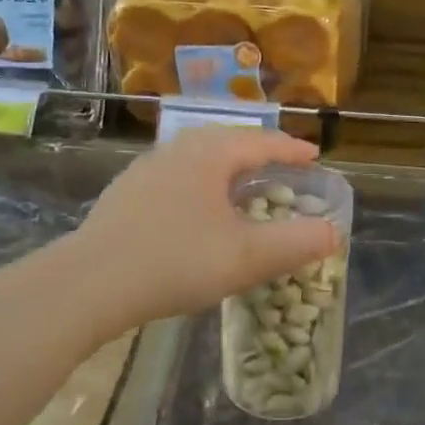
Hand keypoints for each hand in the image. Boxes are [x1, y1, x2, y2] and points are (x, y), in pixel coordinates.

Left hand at [75, 127, 341, 332]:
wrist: (90, 282)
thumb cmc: (176, 261)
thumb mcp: (247, 257)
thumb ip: (296, 243)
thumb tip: (334, 232)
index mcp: (209, 154)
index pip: (260, 142)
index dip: (291, 150)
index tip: (314, 156)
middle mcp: (176, 150)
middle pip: (227, 141)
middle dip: (259, 153)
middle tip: (282, 167)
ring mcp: (145, 170)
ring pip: (198, 158)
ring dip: (226, 168)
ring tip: (242, 185)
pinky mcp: (125, 194)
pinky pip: (176, 177)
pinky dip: (200, 184)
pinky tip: (196, 209)